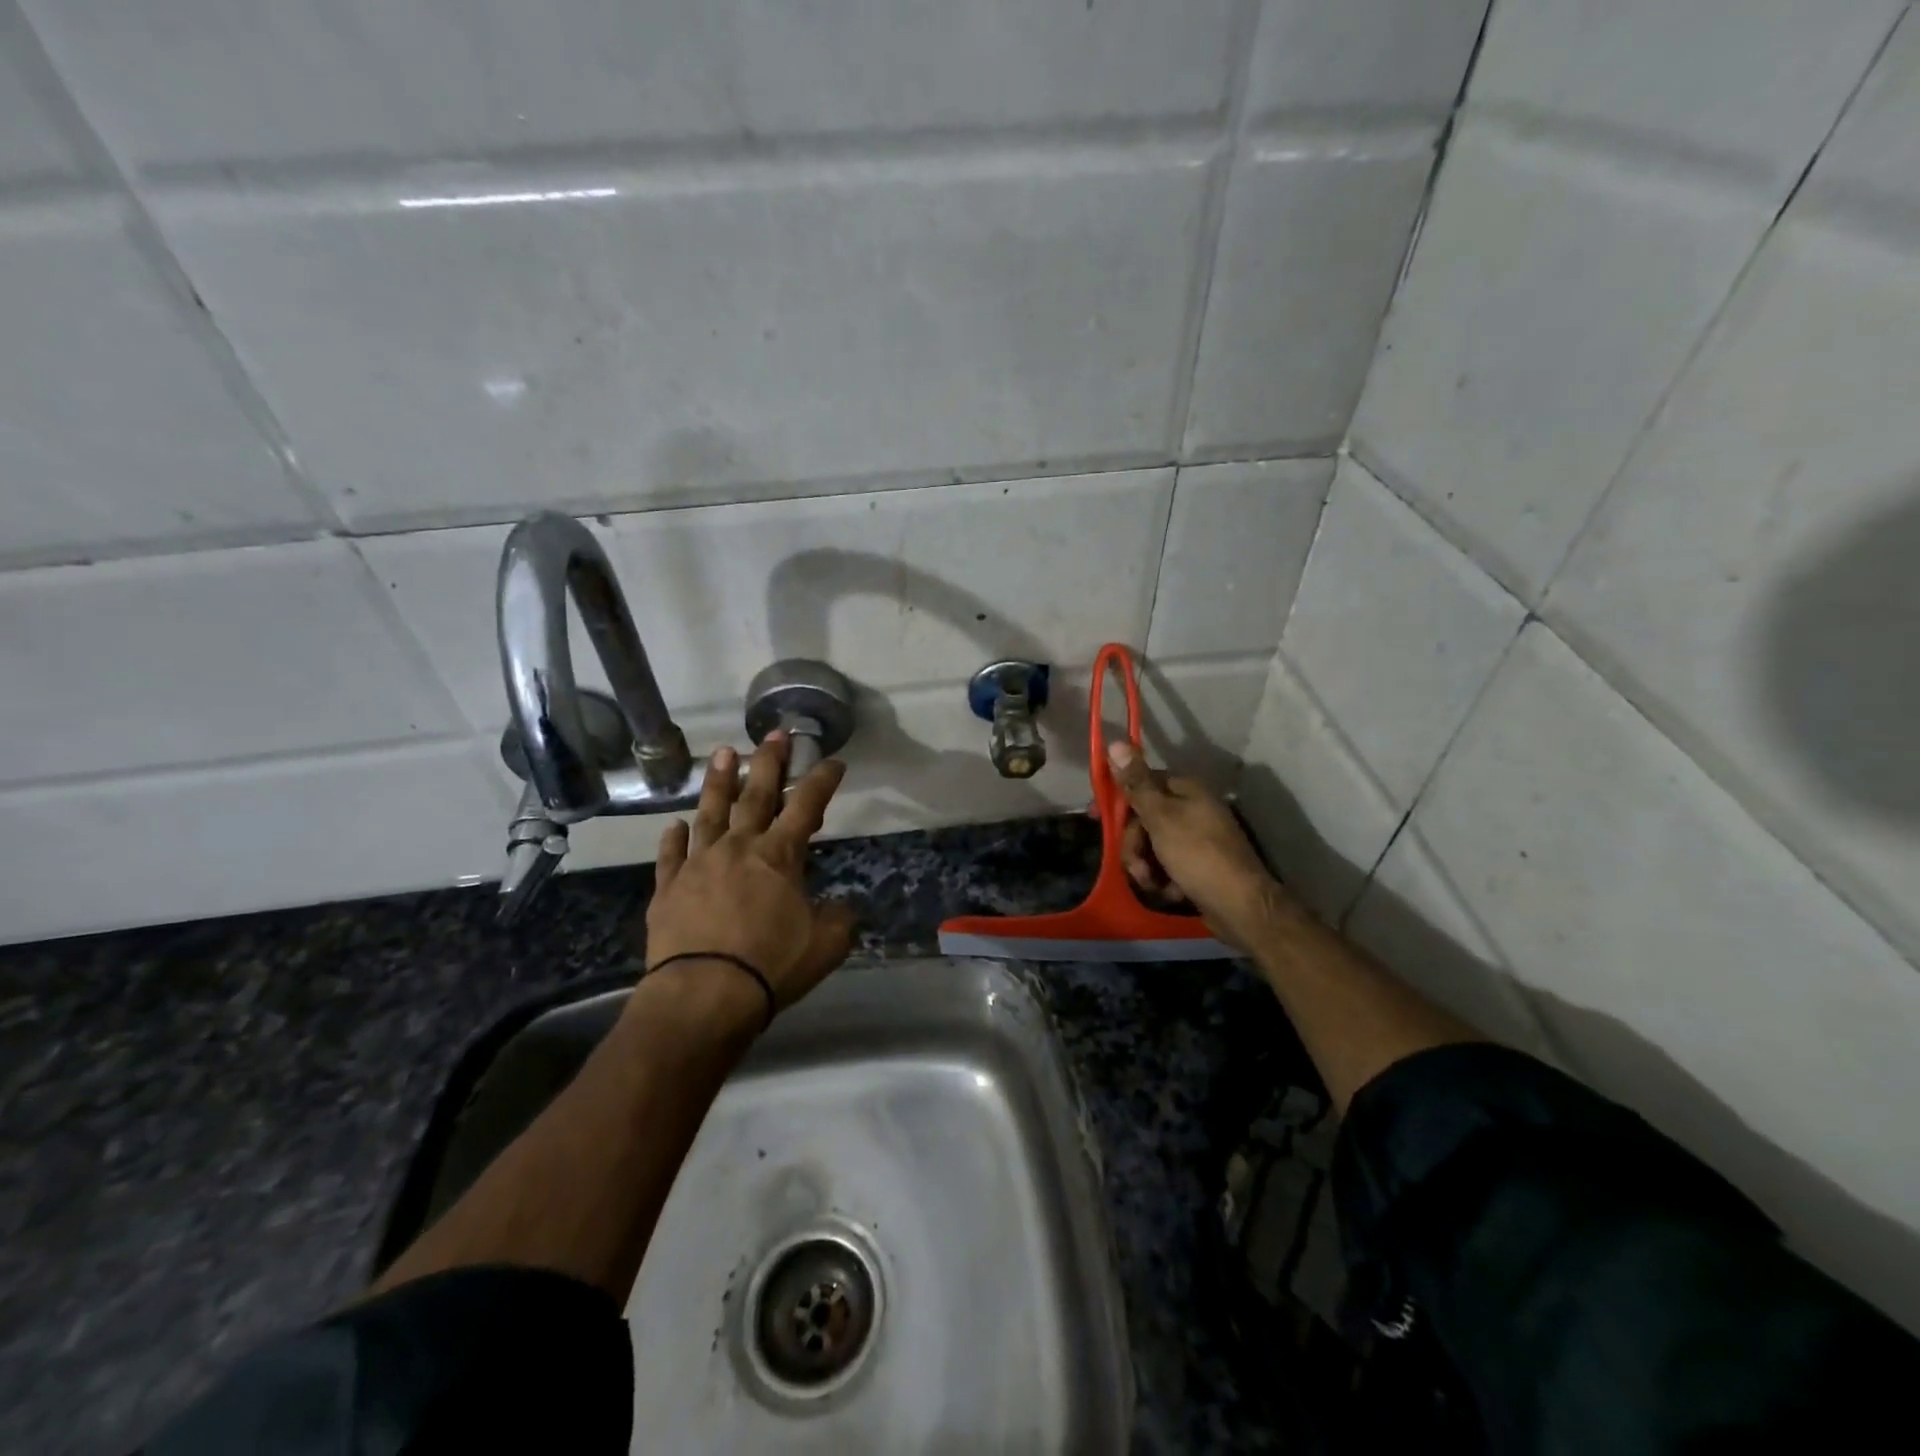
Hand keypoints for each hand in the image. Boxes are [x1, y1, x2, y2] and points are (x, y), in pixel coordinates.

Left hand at [642, 732, 856, 1020]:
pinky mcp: (669, 888)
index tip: (833, 761)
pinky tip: (675, 825)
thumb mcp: (826, 944)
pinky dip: (674, 839)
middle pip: (756, 796)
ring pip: (710, 813)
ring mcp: (699, 865)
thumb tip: (840, 907)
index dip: (822, 780)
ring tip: (723, 753)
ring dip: (719, 782)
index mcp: (779, 856)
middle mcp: (739, 848)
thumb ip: (839, 918)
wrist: (703, 994)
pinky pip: (671, 856)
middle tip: (773, 733)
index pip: (806, 806)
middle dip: (768, 762)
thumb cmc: (771, 965)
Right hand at [1108, 741, 1288, 951]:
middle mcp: (1193, 809)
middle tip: (1136, 866)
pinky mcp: (1198, 866)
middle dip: (1134, 845)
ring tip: (1153, 884)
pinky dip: (1163, 879)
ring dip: (1146, 866)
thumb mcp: (1160, 817)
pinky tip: (1170, 892)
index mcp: (1186, 790)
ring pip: (1152, 846)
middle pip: (1145, 819)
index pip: (1142, 784)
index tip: (1098, 819)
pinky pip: (1167, 866)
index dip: (1119, 801)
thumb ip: (1136, 783)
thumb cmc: (1197, 855)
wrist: (1240, 907)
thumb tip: (1117, 742)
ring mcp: (1197, 839)